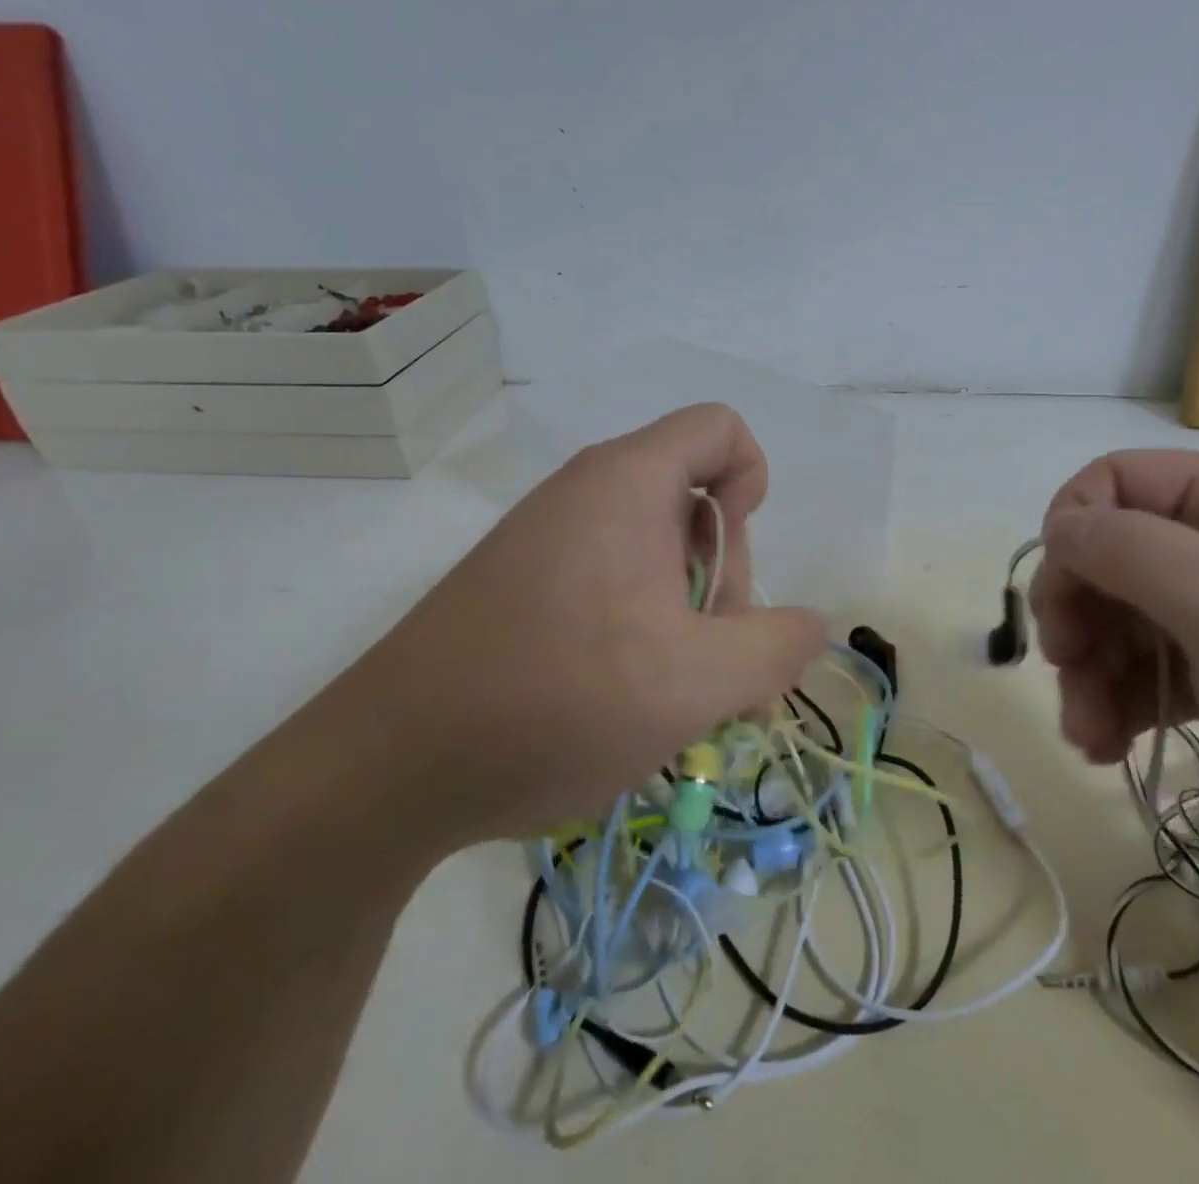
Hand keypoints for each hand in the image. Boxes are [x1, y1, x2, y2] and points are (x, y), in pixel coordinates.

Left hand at [326, 403, 826, 855]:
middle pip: (697, 501)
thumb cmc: (556, 701)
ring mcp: (550, 540)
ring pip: (658, 554)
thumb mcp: (696, 682)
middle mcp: (587, 494)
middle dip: (724, 581)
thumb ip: (778, 645)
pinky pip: (614, 584)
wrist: (388, 769)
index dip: (752, 483)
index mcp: (628, 482)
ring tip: (675, 699)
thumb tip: (810, 625)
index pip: (721, 430)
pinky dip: (643, 631)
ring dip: (689, 619)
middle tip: (707, 666)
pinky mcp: (526, 585)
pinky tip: (631, 700)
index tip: (731, 566)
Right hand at [1030, 450, 1198, 909]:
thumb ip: (1135, 551)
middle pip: (1116, 552)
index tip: (1058, 603)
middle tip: (1066, 671)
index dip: (1074, 529)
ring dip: (1090, 670)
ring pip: (1127, 617)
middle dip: (1079, 612)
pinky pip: (1155, 670)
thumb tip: (1060, 524)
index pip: (1122, 480)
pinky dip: (1121, 702)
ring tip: (1087, 735)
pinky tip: (1108, 747)